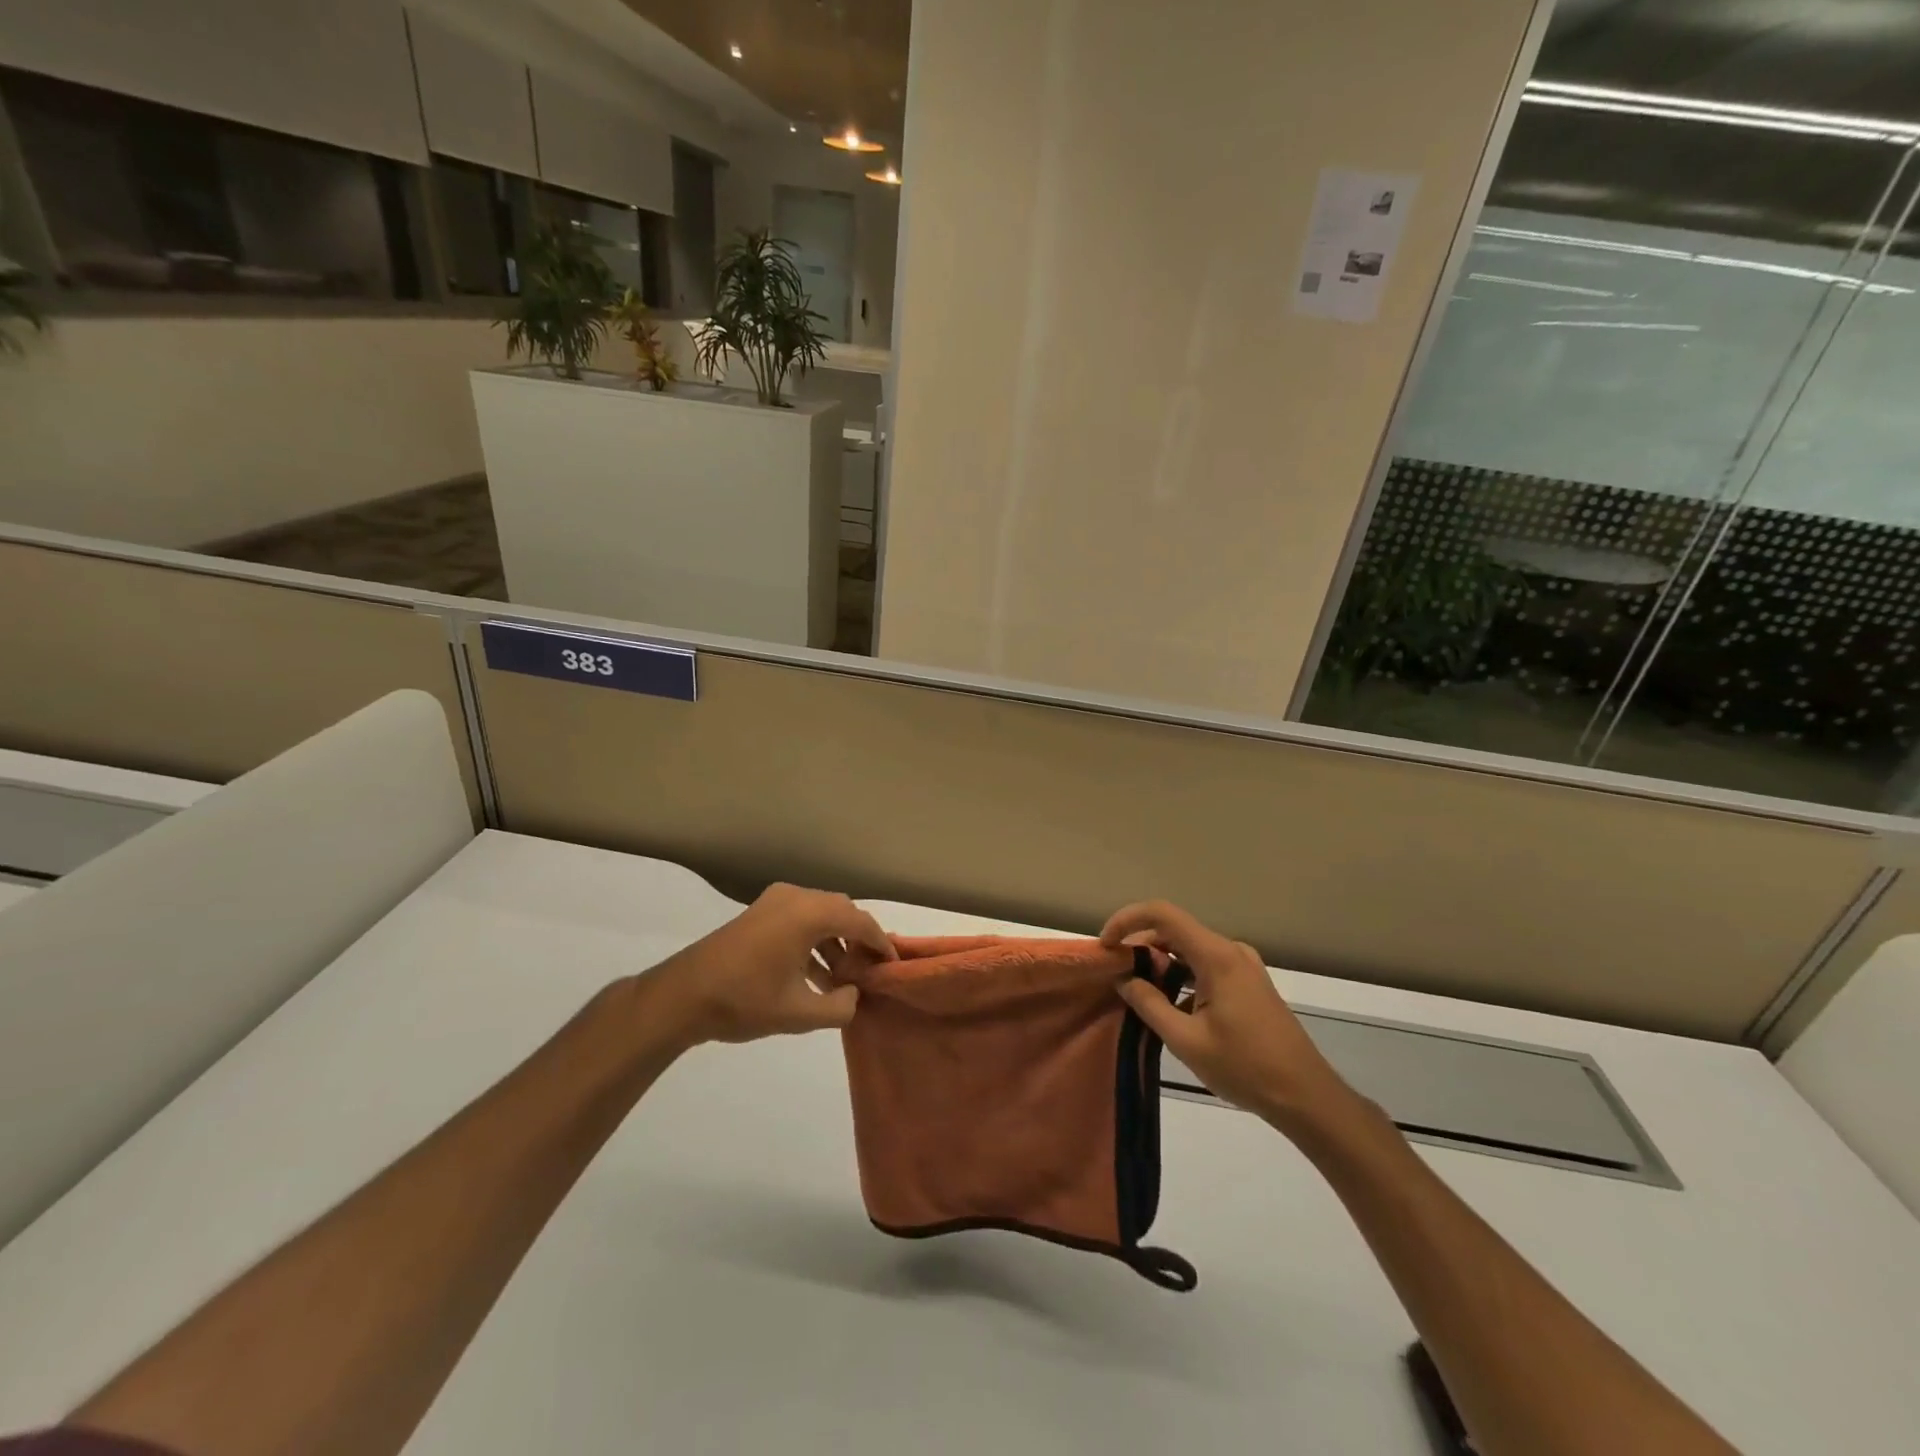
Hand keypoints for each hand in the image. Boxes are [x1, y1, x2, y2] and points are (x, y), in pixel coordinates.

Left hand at [640, 883, 894, 1047]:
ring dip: (835, 941)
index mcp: (809, 914)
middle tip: (870, 971)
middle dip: (858, 940)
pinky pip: (800, 918)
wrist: (682, 996)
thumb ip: (840, 1006)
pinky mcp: (760, 912)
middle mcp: (796, 897)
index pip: (860, 922)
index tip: (893, 965)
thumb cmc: (744, 1001)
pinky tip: (816, 974)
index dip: (880, 944)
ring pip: (821, 914)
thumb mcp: (799, 1013)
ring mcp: (775, 901)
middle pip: (842, 912)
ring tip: (843, 978)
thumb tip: (855, 993)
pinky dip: (814, 939)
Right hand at [1102, 900, 1353, 1132]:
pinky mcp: (1249, 982)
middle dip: (1140, 945)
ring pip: (1189, 948)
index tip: (1106, 945)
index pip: (1162, 914)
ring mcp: (1243, 965)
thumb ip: (1149, 1004)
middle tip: (1116, 974)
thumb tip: (1123, 979)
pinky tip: (1170, 1005)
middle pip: (1174, 929)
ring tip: (1137, 991)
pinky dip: (1181, 974)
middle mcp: (1230, 950)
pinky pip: (1205, 964)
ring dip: (1160, 962)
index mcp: (1216, 956)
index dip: (1127, 920)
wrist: (1307, 1096)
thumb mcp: (1186, 1041)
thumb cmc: (1246, 1068)